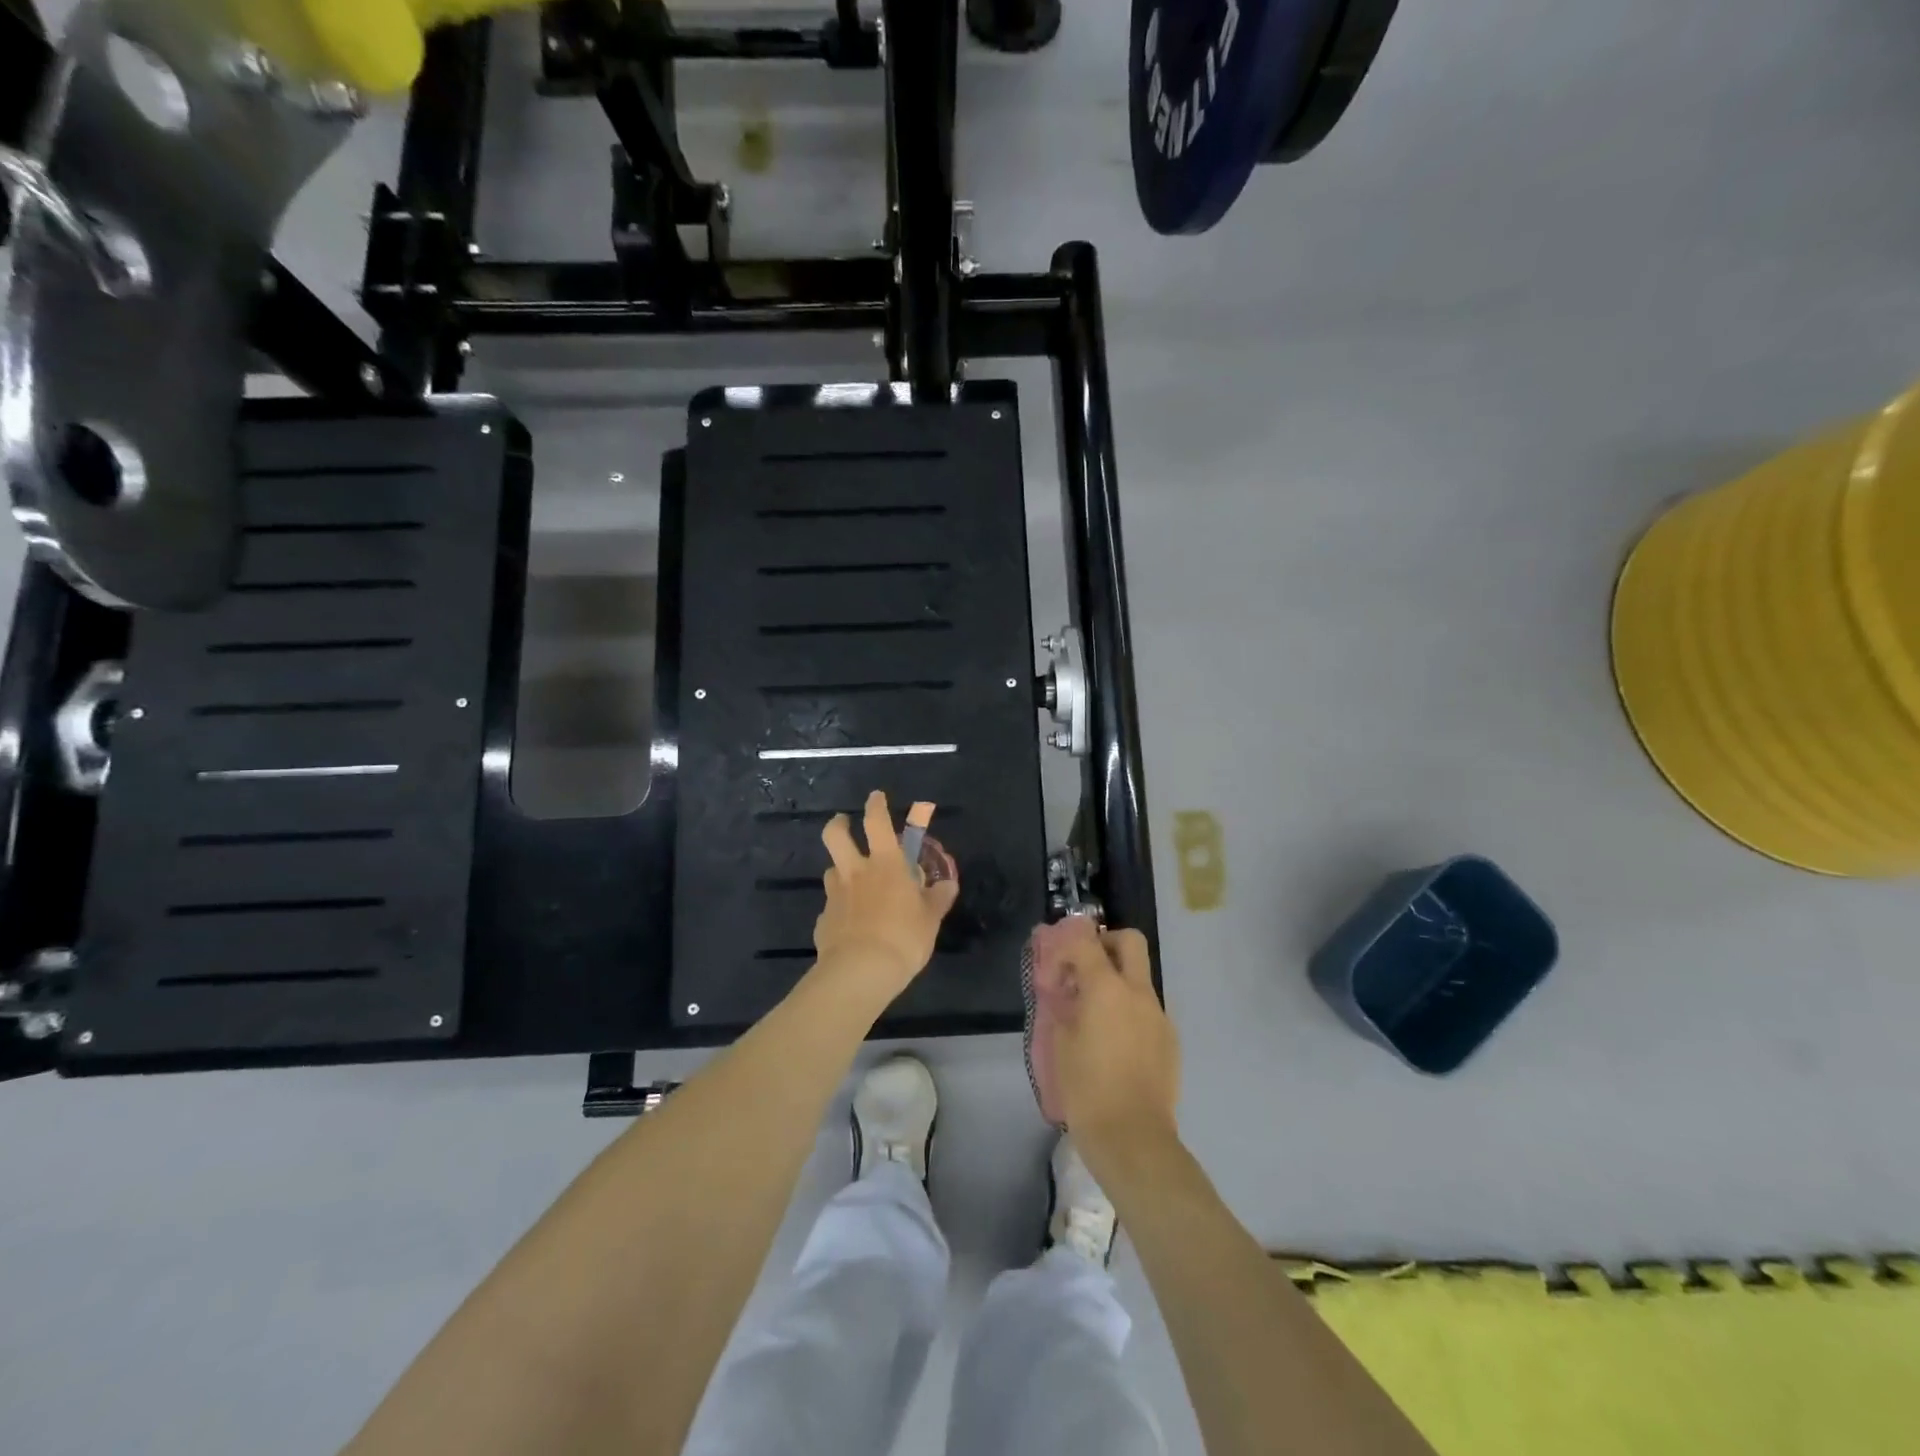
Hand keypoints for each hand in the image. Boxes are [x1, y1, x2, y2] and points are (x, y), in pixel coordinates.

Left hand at [815, 791, 959, 996]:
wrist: (860, 972)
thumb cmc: (904, 938)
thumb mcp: (931, 918)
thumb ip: (938, 898)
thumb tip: (947, 884)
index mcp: (885, 864)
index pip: (877, 821)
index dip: (876, 805)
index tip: (876, 797)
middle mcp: (856, 872)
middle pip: (836, 835)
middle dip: (838, 824)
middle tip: (844, 823)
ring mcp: (835, 895)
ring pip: (831, 870)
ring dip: (841, 870)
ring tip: (852, 883)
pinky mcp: (823, 920)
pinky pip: (831, 907)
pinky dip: (840, 910)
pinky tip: (850, 925)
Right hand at [1048, 919, 1180, 1162]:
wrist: (1133, 1138)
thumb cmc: (1087, 1089)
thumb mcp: (1060, 1044)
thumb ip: (1063, 1007)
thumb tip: (1066, 993)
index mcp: (1107, 989)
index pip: (1086, 942)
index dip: (1065, 947)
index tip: (1053, 970)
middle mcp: (1139, 993)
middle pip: (1130, 941)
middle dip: (1106, 944)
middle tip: (1085, 968)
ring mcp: (1159, 1016)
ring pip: (1141, 978)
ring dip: (1118, 981)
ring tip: (1095, 1015)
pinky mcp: (1170, 1040)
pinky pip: (1148, 1010)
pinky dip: (1130, 1011)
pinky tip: (1115, 1043)